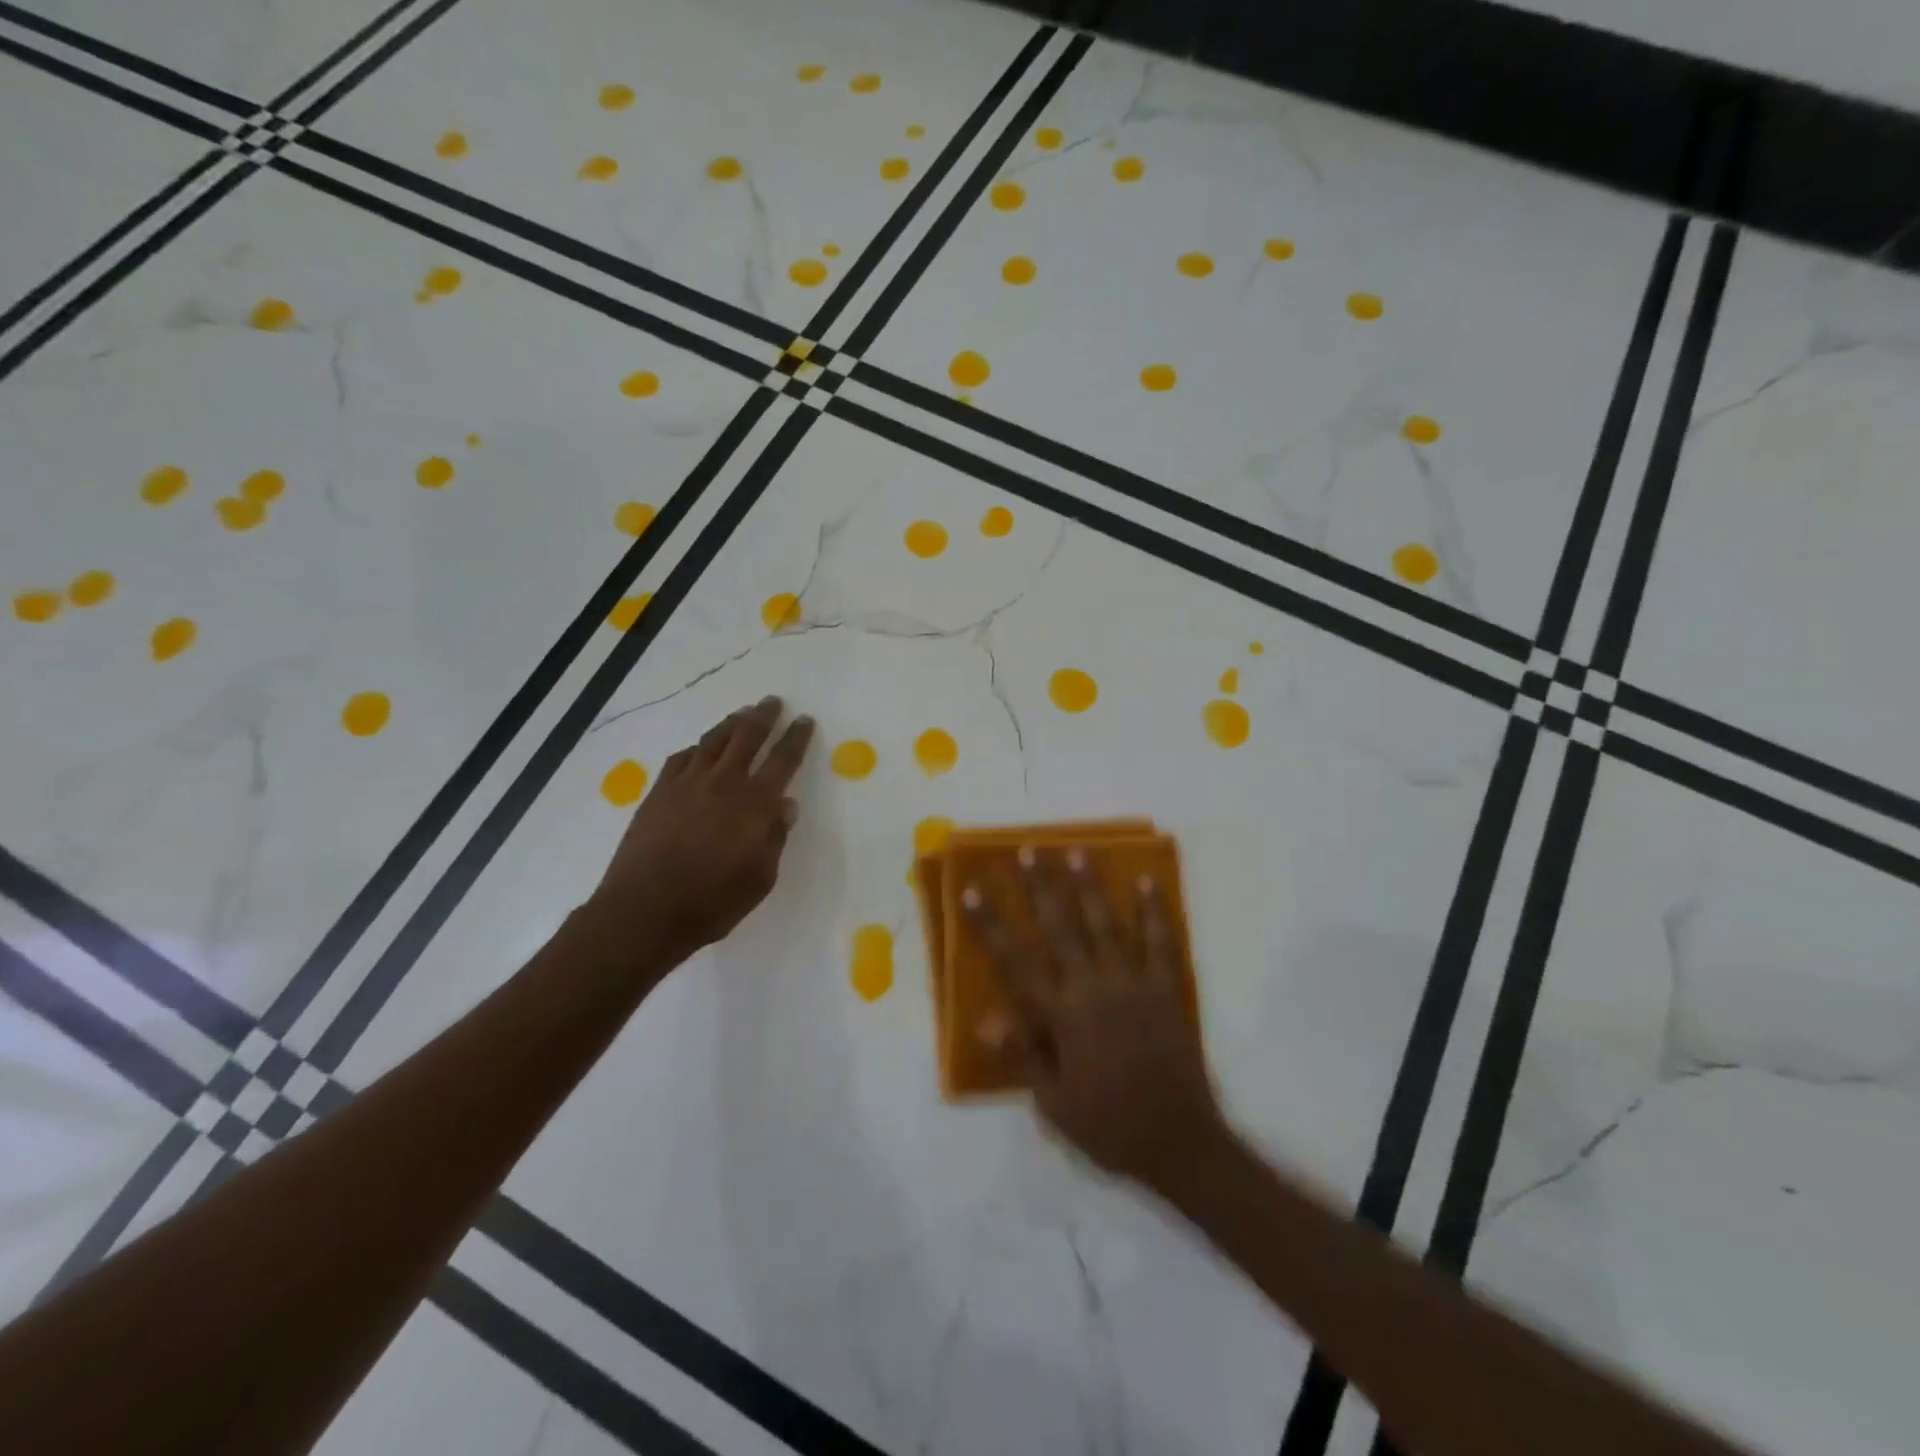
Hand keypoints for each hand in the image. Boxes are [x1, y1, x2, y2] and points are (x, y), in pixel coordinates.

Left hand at [587, 696, 813, 967]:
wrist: (644, 911)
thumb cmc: (713, 902)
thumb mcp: (760, 878)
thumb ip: (775, 837)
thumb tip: (786, 805)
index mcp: (754, 804)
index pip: (783, 760)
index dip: (796, 737)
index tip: (804, 720)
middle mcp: (723, 783)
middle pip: (747, 737)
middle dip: (764, 716)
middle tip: (773, 702)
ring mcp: (686, 784)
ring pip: (713, 741)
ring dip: (731, 723)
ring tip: (742, 713)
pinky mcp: (659, 793)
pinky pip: (681, 758)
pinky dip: (697, 748)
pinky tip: (700, 749)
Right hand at [962, 848, 1227, 1190]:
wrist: (1180, 1144)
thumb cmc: (1108, 1127)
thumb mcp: (1053, 1104)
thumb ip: (1023, 1056)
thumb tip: (987, 1020)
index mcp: (1061, 1017)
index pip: (1015, 962)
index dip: (990, 924)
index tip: (971, 890)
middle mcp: (1092, 989)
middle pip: (1060, 928)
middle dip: (1041, 887)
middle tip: (1029, 850)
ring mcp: (1133, 984)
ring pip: (1105, 925)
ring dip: (1089, 886)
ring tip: (1077, 851)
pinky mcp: (1166, 989)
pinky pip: (1159, 943)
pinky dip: (1153, 911)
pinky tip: (1146, 882)